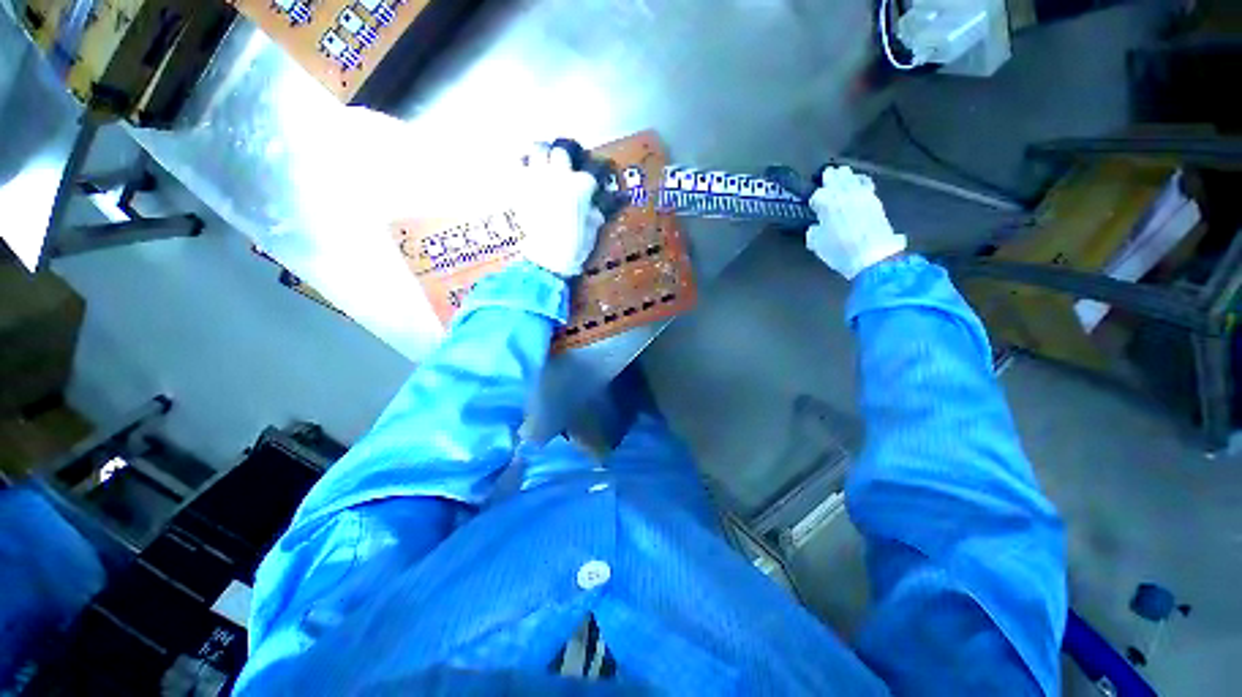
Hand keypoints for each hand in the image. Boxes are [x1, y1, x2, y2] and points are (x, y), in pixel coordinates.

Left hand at [514, 143, 606, 277]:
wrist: (548, 257)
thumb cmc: (575, 247)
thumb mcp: (593, 230)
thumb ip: (595, 213)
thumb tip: (595, 208)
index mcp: (581, 186)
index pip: (592, 170)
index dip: (593, 175)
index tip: (592, 181)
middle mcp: (560, 175)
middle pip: (562, 150)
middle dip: (565, 156)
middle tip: (564, 165)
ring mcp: (538, 178)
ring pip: (538, 149)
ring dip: (542, 154)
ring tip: (544, 163)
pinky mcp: (520, 186)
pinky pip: (518, 164)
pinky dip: (522, 165)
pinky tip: (526, 173)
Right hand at [806, 166, 906, 279]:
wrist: (873, 255)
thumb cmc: (840, 251)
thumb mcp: (817, 245)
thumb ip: (813, 232)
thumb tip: (816, 227)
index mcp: (827, 203)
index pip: (817, 194)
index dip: (814, 199)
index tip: (812, 204)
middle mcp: (844, 194)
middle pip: (836, 177)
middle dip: (829, 177)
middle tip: (826, 175)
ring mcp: (862, 195)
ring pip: (852, 178)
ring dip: (845, 176)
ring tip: (842, 176)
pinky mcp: (876, 200)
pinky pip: (865, 184)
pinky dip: (860, 182)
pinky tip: (859, 184)